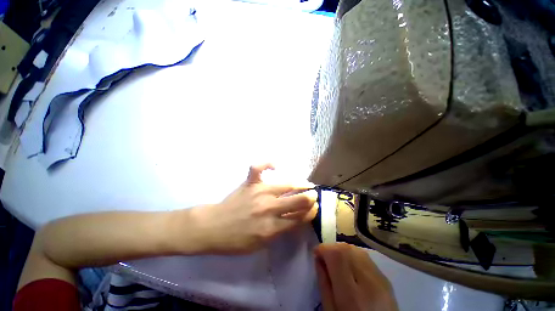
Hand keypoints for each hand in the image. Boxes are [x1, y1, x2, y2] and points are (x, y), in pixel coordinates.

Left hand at [188, 164, 318, 253]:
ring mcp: (259, 192)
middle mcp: (268, 208)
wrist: (213, 227)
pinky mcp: (249, 183)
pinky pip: (258, 167)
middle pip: (297, 200)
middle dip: (310, 197)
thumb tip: (296, 219)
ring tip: (305, 183)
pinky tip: (275, 166)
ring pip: (286, 184)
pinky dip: (267, 164)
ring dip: (299, 183)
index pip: (299, 218)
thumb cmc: (236, 240)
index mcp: (271, 228)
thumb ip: (280, 232)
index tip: (315, 208)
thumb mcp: (261, 244)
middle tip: (313, 195)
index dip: (311, 212)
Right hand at [314, 243, 397, 310]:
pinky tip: (350, 266)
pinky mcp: (386, 279)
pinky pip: (365, 257)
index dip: (323, 249)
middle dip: (331, 248)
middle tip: (325, 258)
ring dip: (342, 250)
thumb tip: (318, 259)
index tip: (316, 254)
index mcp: (352, 296)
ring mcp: (381, 279)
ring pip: (356, 249)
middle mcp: (369, 283)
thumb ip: (323, 283)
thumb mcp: (330, 310)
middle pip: (346, 248)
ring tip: (337, 262)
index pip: (337, 255)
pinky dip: (353, 255)